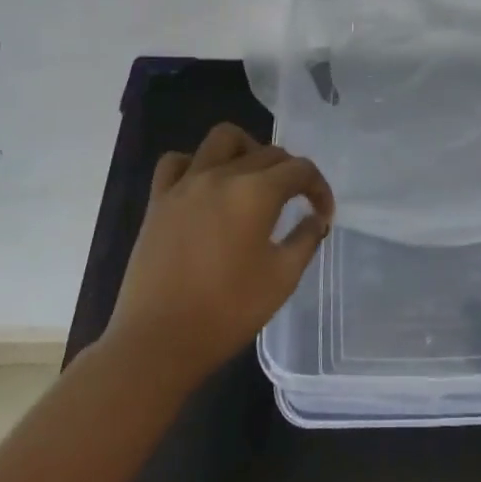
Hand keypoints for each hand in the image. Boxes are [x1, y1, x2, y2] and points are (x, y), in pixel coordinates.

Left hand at [106, 122, 334, 387]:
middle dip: (289, 172)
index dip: (319, 188)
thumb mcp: (281, 280)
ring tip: (252, 179)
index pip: (300, 170)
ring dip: (246, 149)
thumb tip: (316, 219)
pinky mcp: (158, 200)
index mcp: (256, 192)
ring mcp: (186, 184)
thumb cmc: (226, 313)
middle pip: (267, 152)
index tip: (323, 214)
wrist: (157, 343)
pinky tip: (205, 187)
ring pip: (222, 139)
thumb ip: (305, 240)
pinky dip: (195, 164)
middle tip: (296, 202)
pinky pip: (176, 162)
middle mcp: (222, 176)